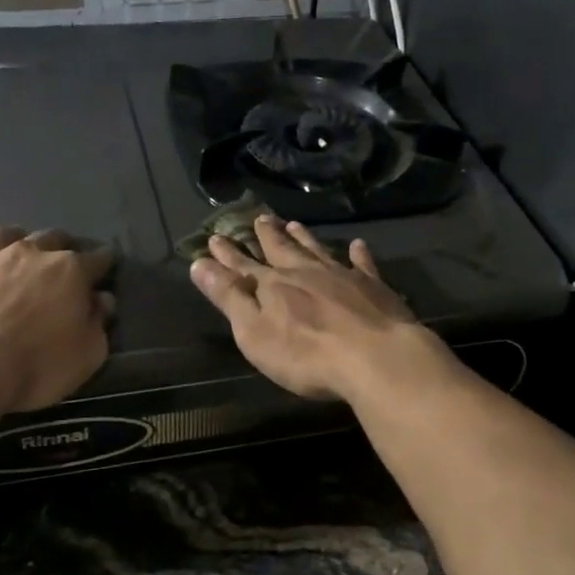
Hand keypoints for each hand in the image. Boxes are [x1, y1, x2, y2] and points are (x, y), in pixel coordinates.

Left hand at [0, 227, 114, 411]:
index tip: (108, 268)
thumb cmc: (39, 364)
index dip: (105, 263)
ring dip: (11, 239)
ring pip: (1, 235)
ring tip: (14, 250)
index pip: (98, 259)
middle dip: (62, 245)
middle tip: (64, 260)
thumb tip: (101, 300)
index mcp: (70, 271)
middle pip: (52, 237)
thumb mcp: (88, 354)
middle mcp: (31, 255)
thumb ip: (98, 323)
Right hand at [189, 214, 428, 402]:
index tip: (215, 237)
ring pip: (318, 250)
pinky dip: (358, 254)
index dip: (227, 254)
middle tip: (259, 218)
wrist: (375, 357)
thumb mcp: (254, 331)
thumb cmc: (305, 354)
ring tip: (293, 224)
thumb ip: (229, 297)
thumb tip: (200, 264)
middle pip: (282, 250)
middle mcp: (306, 272)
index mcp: (273, 286)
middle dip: (267, 236)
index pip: (243, 266)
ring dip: (304, 238)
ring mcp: (342, 276)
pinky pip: (363, 264)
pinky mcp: (373, 287)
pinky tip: (358, 245)